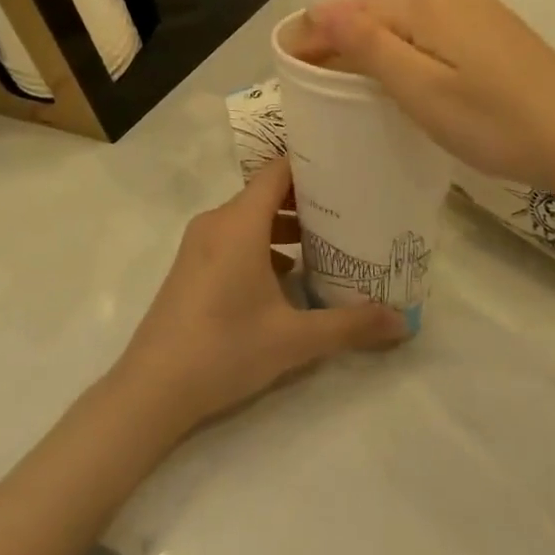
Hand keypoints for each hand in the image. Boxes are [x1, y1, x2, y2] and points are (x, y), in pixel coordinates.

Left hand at [113, 159, 407, 435]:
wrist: (151, 389)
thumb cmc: (225, 349)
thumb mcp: (294, 339)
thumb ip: (350, 325)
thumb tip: (403, 322)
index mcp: (240, 222)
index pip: (278, 171)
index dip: (311, 164)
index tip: (347, 169)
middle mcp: (217, 221)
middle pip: (266, 192)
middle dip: (306, 199)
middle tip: (349, 209)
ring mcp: (199, 243)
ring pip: (249, 217)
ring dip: (285, 225)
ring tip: (325, 242)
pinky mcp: (191, 265)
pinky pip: (233, 237)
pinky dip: (262, 243)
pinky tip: (287, 276)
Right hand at [296, 0, 554, 195]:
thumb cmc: (493, 122)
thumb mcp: (421, 89)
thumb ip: (370, 45)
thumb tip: (322, 8)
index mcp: (429, 7)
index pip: (356, 10)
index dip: (320, 31)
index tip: (290, 57)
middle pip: (384, 10)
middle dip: (345, 34)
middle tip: (315, 68)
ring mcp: (484, 15)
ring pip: (413, 21)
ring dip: (378, 40)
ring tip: (353, 72)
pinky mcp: (503, 36)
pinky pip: (440, 31)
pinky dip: (411, 47)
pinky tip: (411, 71)